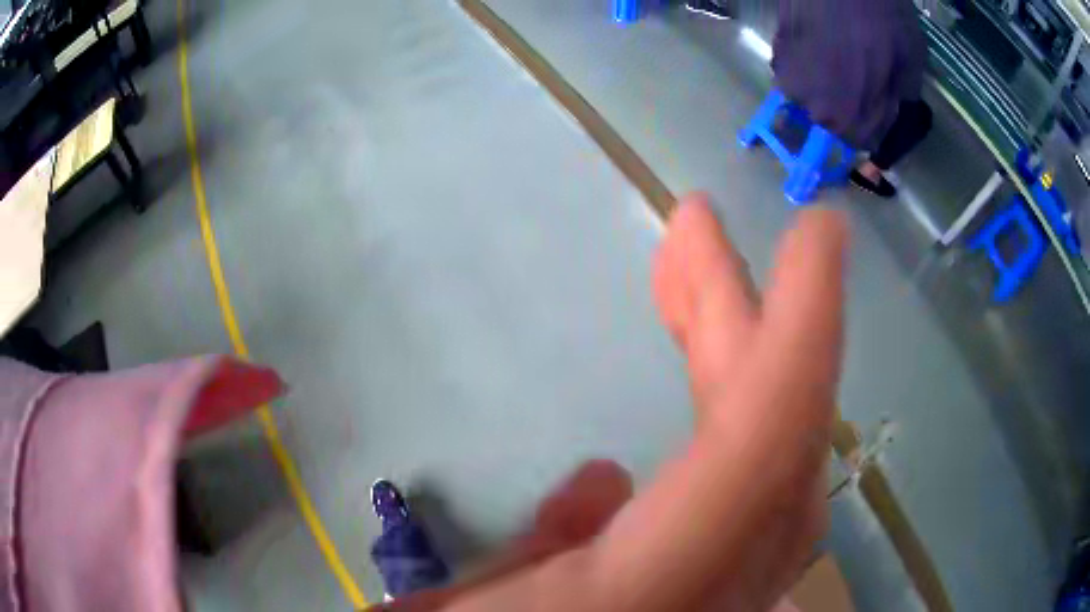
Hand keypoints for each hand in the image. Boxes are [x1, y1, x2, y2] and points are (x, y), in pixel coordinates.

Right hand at [386, 192, 848, 610]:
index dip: (804, 328)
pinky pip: (736, 504)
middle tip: (700, 227)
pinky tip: (675, 405)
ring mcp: (713, 599)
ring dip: (731, 363)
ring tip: (690, 282)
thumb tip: (598, 485)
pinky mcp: (694, 601)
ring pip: (766, 465)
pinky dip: (718, 435)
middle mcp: (708, 596)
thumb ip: (540, 552)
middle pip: (770, 438)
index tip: (821, 229)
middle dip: (740, 318)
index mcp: (649, 594)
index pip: (763, 449)